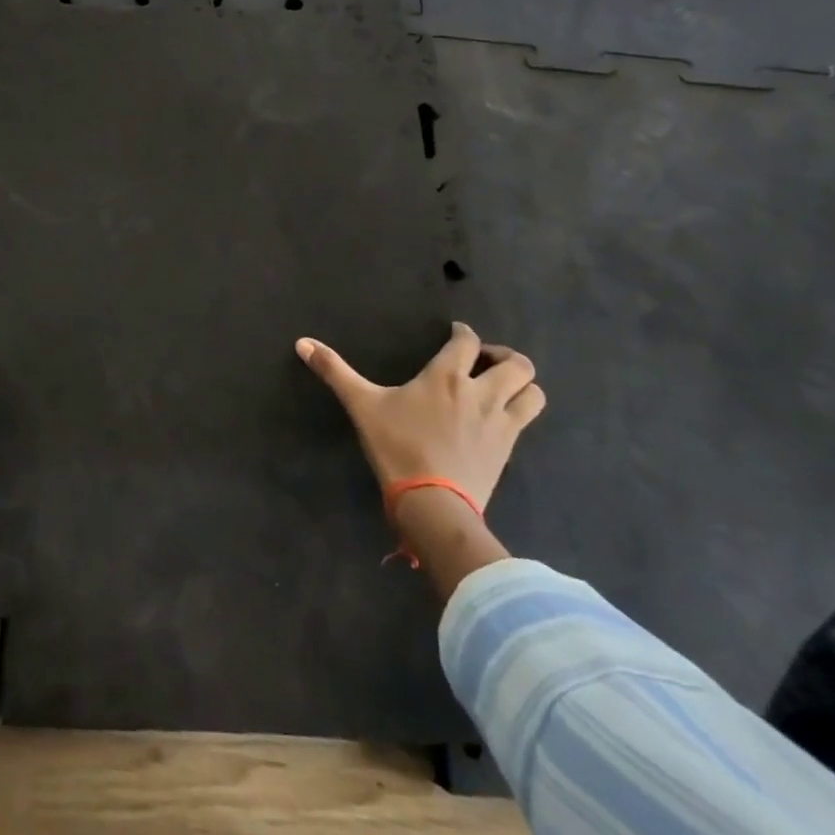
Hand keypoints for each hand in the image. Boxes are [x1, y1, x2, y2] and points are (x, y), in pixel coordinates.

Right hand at [296, 322, 543, 512]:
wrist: (433, 502)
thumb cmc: (396, 447)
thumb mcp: (361, 405)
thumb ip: (334, 371)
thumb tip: (301, 342)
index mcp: (445, 376)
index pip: (466, 340)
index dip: (463, 333)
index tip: (455, 334)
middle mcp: (480, 392)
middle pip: (516, 363)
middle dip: (504, 356)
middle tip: (483, 361)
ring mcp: (500, 422)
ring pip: (533, 391)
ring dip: (521, 384)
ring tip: (501, 387)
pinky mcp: (509, 448)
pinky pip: (528, 419)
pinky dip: (521, 409)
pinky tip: (501, 417)